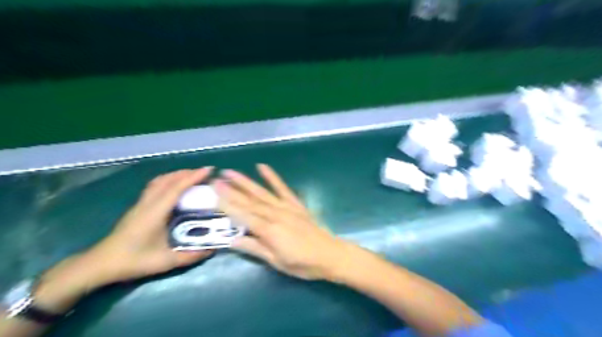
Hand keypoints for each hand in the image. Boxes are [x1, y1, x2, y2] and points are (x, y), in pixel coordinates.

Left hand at [33, 168, 214, 312]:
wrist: (101, 264)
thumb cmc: (134, 261)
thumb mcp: (166, 261)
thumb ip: (191, 255)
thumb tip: (213, 248)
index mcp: (155, 213)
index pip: (175, 189)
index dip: (192, 177)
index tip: (208, 170)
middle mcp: (147, 204)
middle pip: (167, 180)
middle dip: (187, 173)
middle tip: (205, 173)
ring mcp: (141, 204)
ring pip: (159, 181)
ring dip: (176, 175)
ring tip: (192, 176)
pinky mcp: (138, 207)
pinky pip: (155, 186)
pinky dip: (168, 180)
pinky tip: (174, 186)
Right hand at [212, 165, 350, 280]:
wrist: (330, 254)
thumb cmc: (302, 263)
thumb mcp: (277, 261)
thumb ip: (255, 249)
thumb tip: (232, 241)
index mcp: (269, 230)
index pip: (243, 216)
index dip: (227, 205)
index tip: (213, 194)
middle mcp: (275, 214)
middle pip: (250, 202)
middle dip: (231, 191)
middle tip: (216, 180)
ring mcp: (286, 207)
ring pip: (262, 193)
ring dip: (246, 182)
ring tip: (231, 172)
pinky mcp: (296, 204)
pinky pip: (283, 188)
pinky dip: (273, 177)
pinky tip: (263, 167)